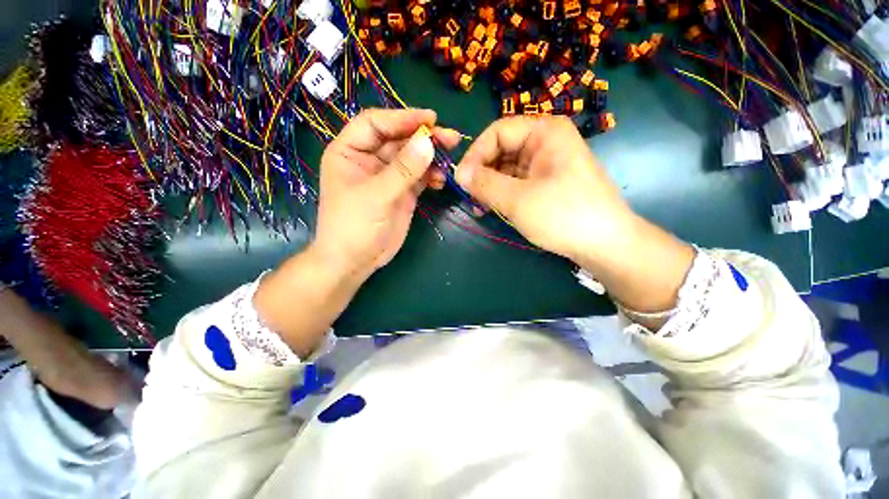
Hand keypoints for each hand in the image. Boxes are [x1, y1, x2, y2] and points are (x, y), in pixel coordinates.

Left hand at [314, 108, 458, 280]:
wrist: (356, 261)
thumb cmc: (354, 226)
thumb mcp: (376, 196)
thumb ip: (403, 170)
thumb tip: (428, 142)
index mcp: (350, 151)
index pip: (376, 123)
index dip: (402, 118)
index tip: (430, 119)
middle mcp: (369, 160)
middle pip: (399, 139)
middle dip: (424, 138)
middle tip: (451, 138)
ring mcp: (388, 177)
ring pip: (412, 158)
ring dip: (431, 157)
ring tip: (451, 156)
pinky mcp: (402, 192)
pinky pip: (419, 177)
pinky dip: (431, 176)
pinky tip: (441, 179)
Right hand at [455, 115, 631, 262]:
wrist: (604, 244)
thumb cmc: (563, 215)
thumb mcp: (518, 199)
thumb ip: (485, 184)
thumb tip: (459, 174)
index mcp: (544, 132)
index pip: (497, 132)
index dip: (476, 154)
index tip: (461, 180)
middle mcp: (545, 142)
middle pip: (501, 150)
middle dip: (482, 173)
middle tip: (467, 196)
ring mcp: (545, 164)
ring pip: (506, 168)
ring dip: (489, 186)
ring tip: (477, 206)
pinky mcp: (544, 183)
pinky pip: (515, 182)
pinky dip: (501, 194)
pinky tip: (490, 208)